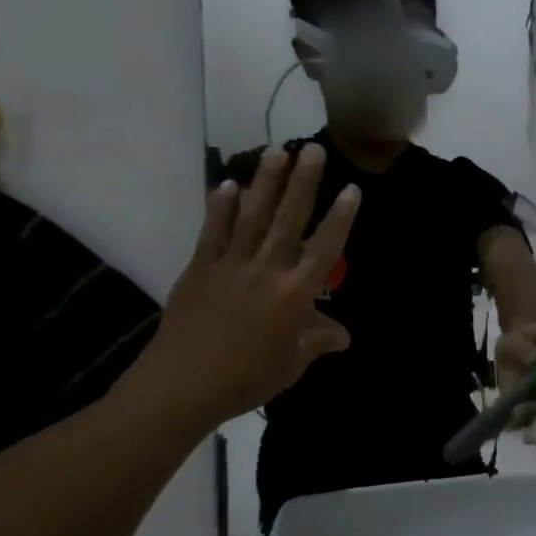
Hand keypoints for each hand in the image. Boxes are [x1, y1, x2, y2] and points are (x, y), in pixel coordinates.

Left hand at [124, 144, 359, 427]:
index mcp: (295, 293)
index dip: (340, 218)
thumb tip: (343, 335)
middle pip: (289, 219)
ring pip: (252, 216)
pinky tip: (228, 183)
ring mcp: (230, 265)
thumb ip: (318, 341)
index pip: (326, 247)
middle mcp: (267, 270)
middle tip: (314, 150)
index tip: (352, 189)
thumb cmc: (247, 378)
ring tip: (277, 151)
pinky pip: (213, 231)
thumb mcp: (293, 364)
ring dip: (266, 182)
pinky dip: (221, 207)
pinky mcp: (200, 268)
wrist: (183, 386)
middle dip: (304, 182)